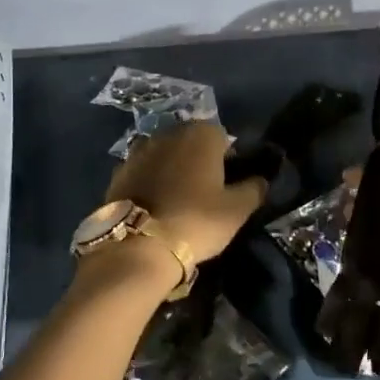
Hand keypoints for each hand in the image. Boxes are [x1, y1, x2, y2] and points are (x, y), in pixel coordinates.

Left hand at [107, 122, 267, 263]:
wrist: (138, 245)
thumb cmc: (196, 221)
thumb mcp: (237, 210)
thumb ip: (254, 189)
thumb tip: (261, 180)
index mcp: (201, 134)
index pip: (222, 137)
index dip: (228, 158)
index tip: (228, 184)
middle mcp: (168, 133)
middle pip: (190, 142)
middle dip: (198, 160)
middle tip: (205, 192)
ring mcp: (139, 151)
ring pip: (165, 155)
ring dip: (172, 169)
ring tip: (178, 200)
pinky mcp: (118, 172)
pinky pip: (143, 171)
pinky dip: (150, 182)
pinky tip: (154, 206)